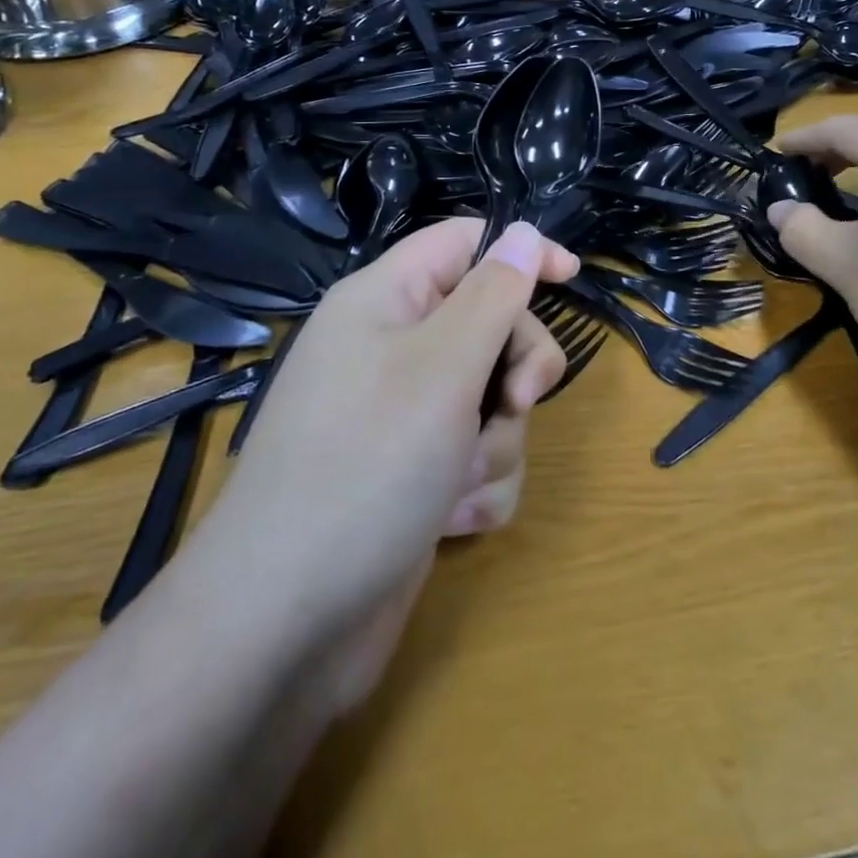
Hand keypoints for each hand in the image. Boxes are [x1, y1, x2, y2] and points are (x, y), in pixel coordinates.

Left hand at [184, 219, 578, 677]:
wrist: (285, 625)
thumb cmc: (367, 467)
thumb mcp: (444, 367)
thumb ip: (494, 294)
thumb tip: (525, 231)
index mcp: (386, 302)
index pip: (463, 243)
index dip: (519, 251)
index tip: (571, 277)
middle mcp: (393, 351)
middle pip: (490, 324)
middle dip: (515, 369)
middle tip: (513, 402)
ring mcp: (403, 417)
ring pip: (492, 399)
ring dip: (496, 441)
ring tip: (459, 482)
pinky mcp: (415, 475)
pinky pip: (478, 456)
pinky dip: (479, 485)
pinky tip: (451, 520)